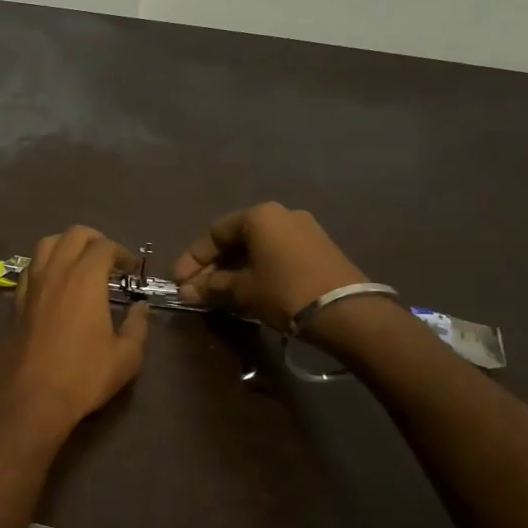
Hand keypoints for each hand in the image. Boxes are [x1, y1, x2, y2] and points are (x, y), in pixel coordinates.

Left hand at [0, 226, 149, 434]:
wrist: (32, 398)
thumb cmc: (84, 376)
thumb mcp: (126, 356)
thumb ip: (137, 326)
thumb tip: (141, 308)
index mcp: (85, 279)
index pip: (104, 247)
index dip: (122, 252)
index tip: (131, 268)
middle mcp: (55, 272)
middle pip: (73, 234)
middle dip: (95, 240)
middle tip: (108, 260)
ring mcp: (31, 285)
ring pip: (45, 244)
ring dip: (66, 245)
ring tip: (79, 264)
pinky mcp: (15, 302)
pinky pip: (30, 268)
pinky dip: (45, 265)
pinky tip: (54, 284)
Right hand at [172, 201, 366, 331]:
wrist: (348, 312)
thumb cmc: (285, 292)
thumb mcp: (242, 290)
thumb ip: (211, 287)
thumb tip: (186, 291)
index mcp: (259, 215)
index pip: (214, 232)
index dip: (192, 258)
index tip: (179, 282)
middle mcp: (281, 214)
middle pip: (235, 239)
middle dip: (212, 266)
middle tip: (195, 291)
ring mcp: (304, 231)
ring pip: (256, 248)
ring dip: (233, 270)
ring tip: (218, 295)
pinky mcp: (318, 250)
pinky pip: (275, 255)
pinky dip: (256, 270)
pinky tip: (246, 291)